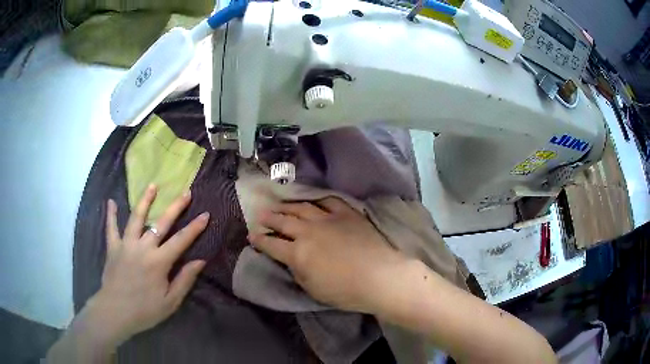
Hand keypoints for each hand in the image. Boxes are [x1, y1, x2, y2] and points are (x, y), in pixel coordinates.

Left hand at [88, 185, 208, 345]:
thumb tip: (200, 261)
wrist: (116, 311)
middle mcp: (143, 247)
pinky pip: (111, 228)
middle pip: (161, 223)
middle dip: (175, 207)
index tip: (206, 214)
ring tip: (152, 186)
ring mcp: (126, 244)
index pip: (181, 240)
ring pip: (136, 217)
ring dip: (145, 201)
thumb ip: (185, 280)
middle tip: (185, 192)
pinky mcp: (113, 247)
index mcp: (159, 262)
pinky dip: (111, 215)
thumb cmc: (146, 309)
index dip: (195, 227)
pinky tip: (111, 202)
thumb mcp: (171, 301)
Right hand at [248, 197, 407, 313]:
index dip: (259, 240)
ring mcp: (328, 219)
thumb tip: (290, 259)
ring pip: (302, 208)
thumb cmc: (345, 291)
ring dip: (288, 206)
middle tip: (260, 214)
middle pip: (283, 221)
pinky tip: (314, 201)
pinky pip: (329, 201)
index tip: (252, 235)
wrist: (379, 277)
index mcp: (298, 254)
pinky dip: (319, 200)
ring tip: (280, 205)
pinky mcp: (346, 214)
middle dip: (269, 218)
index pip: (271, 245)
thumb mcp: (313, 289)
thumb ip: (297, 272)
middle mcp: (308, 232)